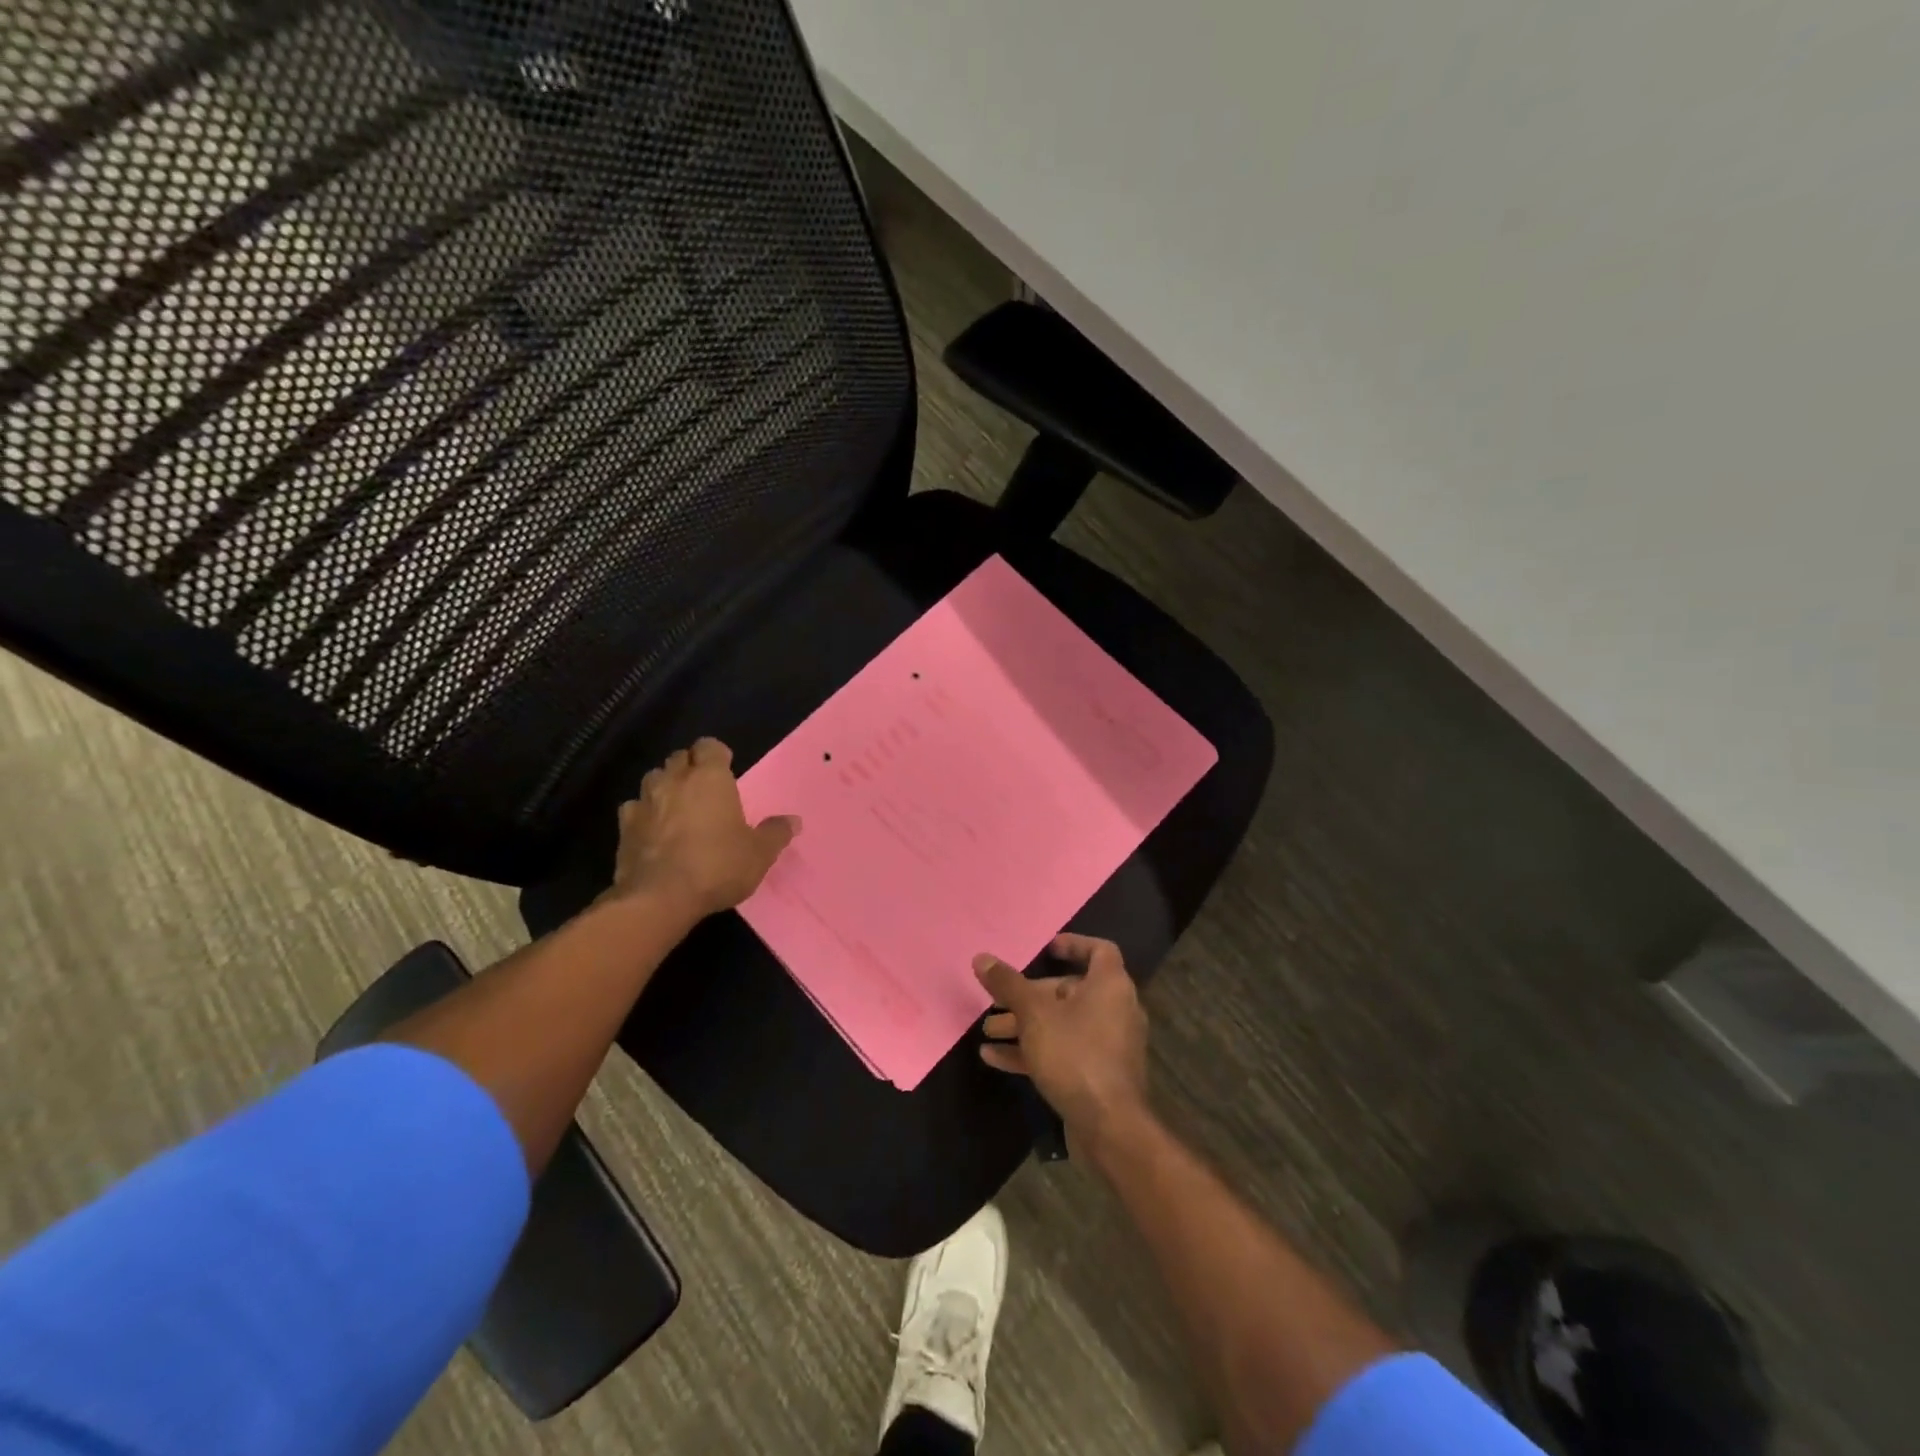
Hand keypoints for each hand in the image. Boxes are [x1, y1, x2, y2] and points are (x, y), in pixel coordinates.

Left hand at [607, 738, 799, 918]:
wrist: (660, 898)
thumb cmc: (718, 866)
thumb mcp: (759, 854)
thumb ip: (775, 833)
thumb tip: (794, 821)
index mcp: (710, 778)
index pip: (709, 746)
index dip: (717, 754)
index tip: (726, 769)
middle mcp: (674, 780)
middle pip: (680, 758)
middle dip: (690, 767)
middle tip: (704, 789)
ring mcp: (644, 802)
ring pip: (653, 779)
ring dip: (665, 786)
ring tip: (677, 806)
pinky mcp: (623, 827)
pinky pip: (633, 809)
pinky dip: (643, 814)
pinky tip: (652, 830)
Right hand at [975, 934, 1149, 1154]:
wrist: (1109, 1127)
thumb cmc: (1075, 1054)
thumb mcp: (1034, 1015)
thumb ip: (1008, 985)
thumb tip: (982, 958)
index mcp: (1110, 985)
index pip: (1100, 951)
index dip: (1074, 945)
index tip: (1047, 948)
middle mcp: (1115, 1010)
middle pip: (1069, 991)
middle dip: (1029, 996)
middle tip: (997, 1002)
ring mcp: (1108, 1045)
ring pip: (1062, 1024)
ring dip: (1025, 1025)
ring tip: (989, 1031)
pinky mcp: (1098, 1075)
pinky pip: (1064, 1052)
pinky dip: (1034, 1051)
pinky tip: (995, 1058)